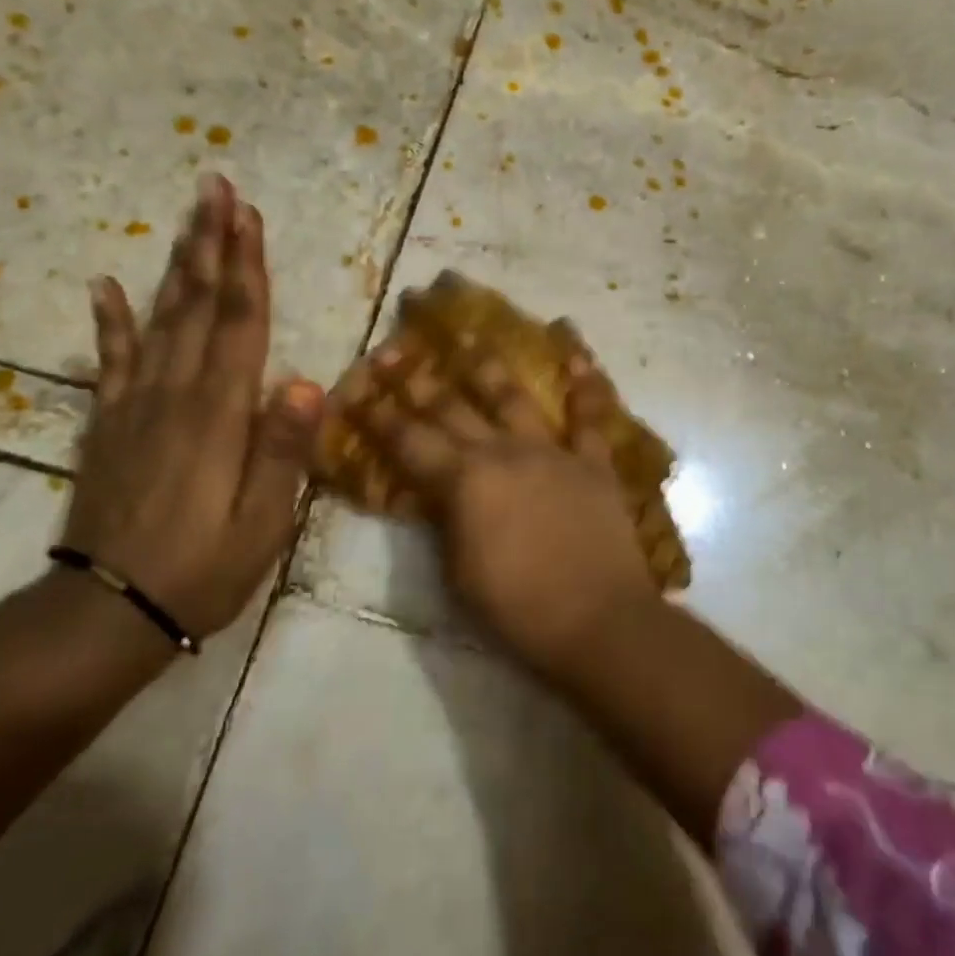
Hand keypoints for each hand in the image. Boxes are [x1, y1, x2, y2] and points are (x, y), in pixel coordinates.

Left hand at [60, 175, 323, 640]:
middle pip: (197, 304)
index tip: (248, 216)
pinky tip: (105, 284)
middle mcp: (176, 394)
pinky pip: (111, 361)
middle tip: (215, 188)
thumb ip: (283, 451)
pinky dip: (109, 321)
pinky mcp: (109, 424)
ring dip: (175, 265)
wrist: (105, 614)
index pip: (239, 323)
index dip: (246, 266)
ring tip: (186, 219)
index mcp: (220, 414)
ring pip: (160, 319)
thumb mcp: (262, 524)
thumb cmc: (200, 571)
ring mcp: (135, 405)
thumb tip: (308, 382)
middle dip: (210, 243)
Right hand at [336, 327, 659, 675]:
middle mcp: (502, 452)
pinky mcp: (592, 462)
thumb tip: (434, 492)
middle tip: (394, 349)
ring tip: (471, 335)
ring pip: (513, 397)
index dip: (378, 415)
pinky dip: (584, 384)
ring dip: (488, 365)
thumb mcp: (458, 572)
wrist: (597, 621)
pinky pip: (589, 415)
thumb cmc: (517, 608)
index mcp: (463, 481)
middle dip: (416, 379)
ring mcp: (551, 451)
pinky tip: (576, 352)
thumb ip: (444, 521)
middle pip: (451, 407)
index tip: (357, 389)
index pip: (408, 440)